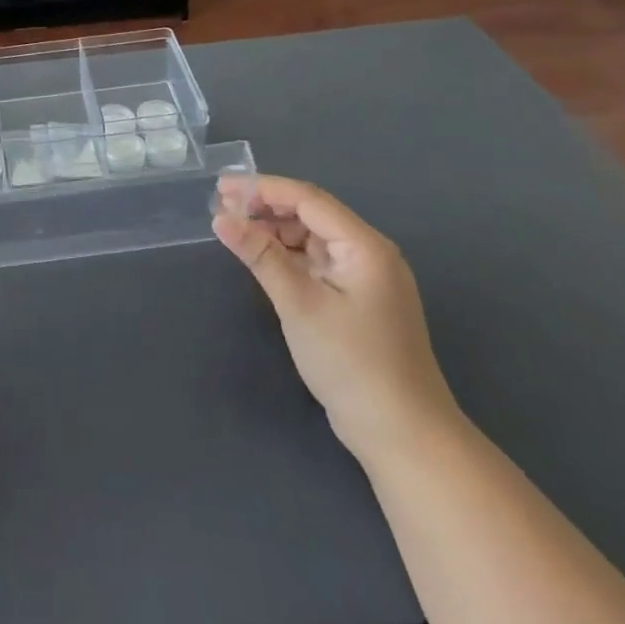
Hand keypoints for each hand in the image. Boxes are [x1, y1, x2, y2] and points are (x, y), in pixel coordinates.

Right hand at [212, 175, 460, 463]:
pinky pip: (317, 263)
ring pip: (312, 239)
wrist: (403, 436)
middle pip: (311, 215)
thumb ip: (261, 255)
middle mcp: (368, 253)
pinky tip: (262, 260)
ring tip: (235, 233)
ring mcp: (365, 279)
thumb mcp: (299, 304)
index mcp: (364, 246)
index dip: (263, 188)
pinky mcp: (357, 301)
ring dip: (274, 232)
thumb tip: (221, 217)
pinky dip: (288, 257)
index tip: (221, 187)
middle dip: (266, 208)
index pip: (308, 199)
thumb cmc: (352, 363)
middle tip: (222, 210)